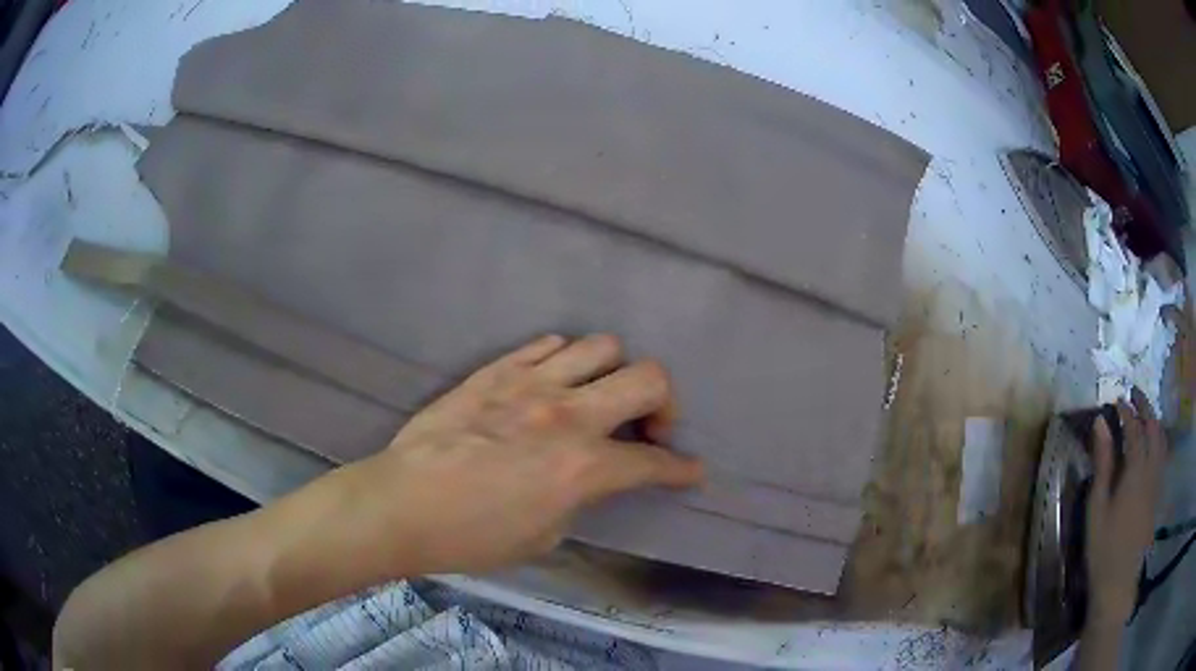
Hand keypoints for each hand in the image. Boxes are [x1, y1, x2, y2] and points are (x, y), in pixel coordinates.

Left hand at [351, 334, 704, 574]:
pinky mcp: (496, 371)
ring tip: (598, 397)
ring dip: (614, 373)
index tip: (691, 470)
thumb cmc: (471, 537)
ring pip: (601, 347)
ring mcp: (531, 384)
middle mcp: (567, 415)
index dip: (681, 469)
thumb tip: (589, 479)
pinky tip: (553, 381)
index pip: (653, 462)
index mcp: (583, 467)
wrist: (402, 504)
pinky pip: (546, 345)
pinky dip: (564, 360)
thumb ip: (578, 499)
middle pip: (648, 379)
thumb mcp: (542, 537)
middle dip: (666, 404)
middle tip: (649, 427)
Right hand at [1085, 388, 1167, 627]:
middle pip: (1153, 427)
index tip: (1117, 400)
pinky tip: (1153, 444)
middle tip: (1134, 393)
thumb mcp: (1097, 507)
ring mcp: (1157, 482)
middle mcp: (1151, 469)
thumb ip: (1103, 463)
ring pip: (1161, 440)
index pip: (1135, 428)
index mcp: (1136, 470)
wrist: (1118, 581)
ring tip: (1145, 413)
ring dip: (1154, 420)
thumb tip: (1101, 422)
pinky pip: (1163, 456)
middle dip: (1145, 406)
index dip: (1126, 411)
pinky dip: (1159, 440)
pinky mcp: (1157, 495)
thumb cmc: (1103, 546)